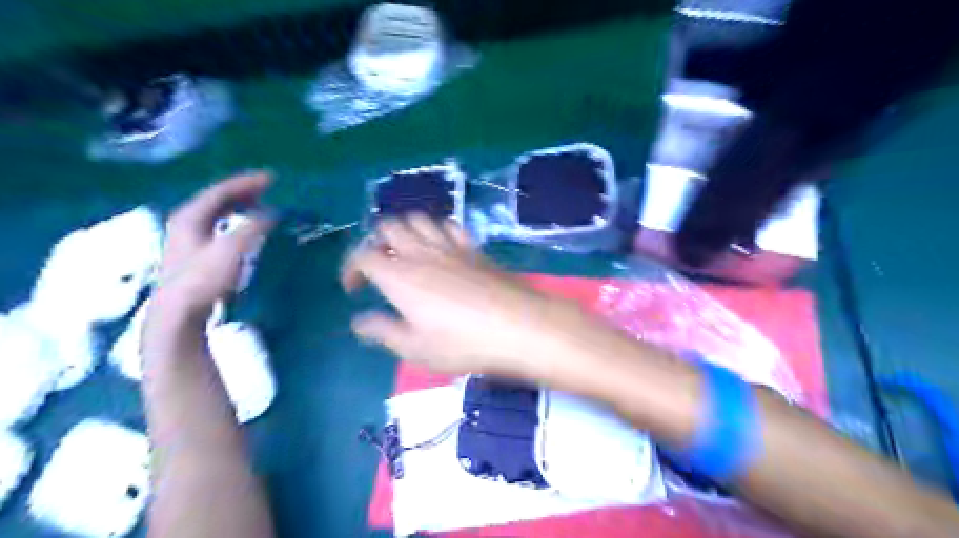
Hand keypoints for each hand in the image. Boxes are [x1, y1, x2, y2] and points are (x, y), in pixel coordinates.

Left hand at [153, 173, 273, 316]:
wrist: (179, 311)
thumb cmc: (203, 278)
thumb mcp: (232, 249)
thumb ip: (253, 227)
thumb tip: (272, 213)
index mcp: (190, 216)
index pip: (220, 190)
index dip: (246, 182)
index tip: (271, 178)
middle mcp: (185, 222)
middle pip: (216, 199)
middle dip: (242, 191)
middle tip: (267, 188)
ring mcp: (187, 238)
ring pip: (215, 213)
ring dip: (238, 206)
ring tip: (259, 204)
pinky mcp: (193, 254)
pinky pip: (217, 226)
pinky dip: (234, 221)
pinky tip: (245, 228)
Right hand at [343, 215, 567, 378]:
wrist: (518, 326)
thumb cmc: (462, 343)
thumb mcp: (415, 348)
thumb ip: (382, 331)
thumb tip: (359, 321)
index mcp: (399, 276)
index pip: (363, 255)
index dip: (352, 268)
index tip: (355, 289)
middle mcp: (420, 252)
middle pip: (389, 226)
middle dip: (377, 242)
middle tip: (382, 267)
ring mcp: (450, 246)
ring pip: (418, 218)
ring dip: (406, 230)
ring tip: (408, 253)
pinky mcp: (474, 247)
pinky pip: (449, 225)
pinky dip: (437, 229)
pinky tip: (442, 248)